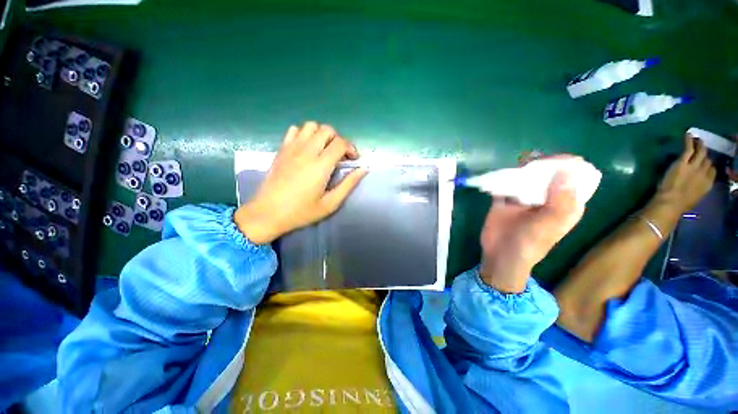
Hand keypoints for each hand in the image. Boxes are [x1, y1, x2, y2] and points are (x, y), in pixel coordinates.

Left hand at [234, 122, 366, 243]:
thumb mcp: (330, 203)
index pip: (340, 143)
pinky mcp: (281, 149)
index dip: (351, 148)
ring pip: (311, 126)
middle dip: (338, 139)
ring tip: (324, 150)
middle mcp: (307, 151)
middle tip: (339, 155)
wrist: (267, 213)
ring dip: (322, 134)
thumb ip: (348, 185)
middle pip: (327, 130)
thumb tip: (363, 169)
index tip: (353, 160)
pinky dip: (304, 134)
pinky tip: (306, 148)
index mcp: (321, 165)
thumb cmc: (301, 212)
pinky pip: (294, 130)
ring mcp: (292, 148)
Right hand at [479, 157, 585, 292]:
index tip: (549, 162)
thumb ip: (561, 200)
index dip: (566, 164)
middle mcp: (547, 197)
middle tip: (528, 165)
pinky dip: (503, 177)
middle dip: (541, 164)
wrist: (500, 254)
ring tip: (514, 168)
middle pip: (549, 172)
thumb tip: (569, 168)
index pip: (574, 176)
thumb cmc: (529, 244)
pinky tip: (500, 176)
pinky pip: (506, 183)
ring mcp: (525, 197)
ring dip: (521, 168)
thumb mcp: (549, 224)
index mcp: (566, 203)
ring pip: (528, 175)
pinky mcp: (506, 198)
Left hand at [653, 134, 715, 215]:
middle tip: (703, 147)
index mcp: (708, 184)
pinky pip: (688, 148)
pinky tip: (688, 134)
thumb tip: (694, 185)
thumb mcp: (695, 197)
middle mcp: (704, 173)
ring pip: (701, 152)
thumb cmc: (680, 204)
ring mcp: (694, 166)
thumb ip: (698, 188)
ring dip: (699, 145)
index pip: (712, 171)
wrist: (671, 202)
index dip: (709, 166)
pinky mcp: (683, 162)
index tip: (706, 164)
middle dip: (706, 154)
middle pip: (708, 161)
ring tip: (698, 139)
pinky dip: (689, 140)